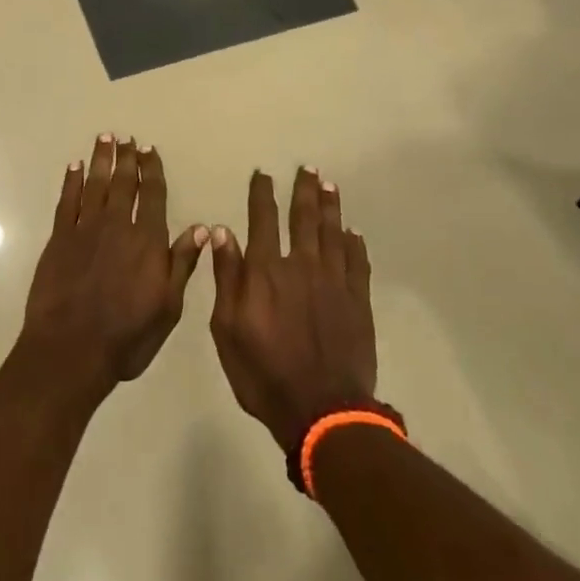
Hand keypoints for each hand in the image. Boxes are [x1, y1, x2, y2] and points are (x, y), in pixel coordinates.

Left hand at [14, 135, 207, 406]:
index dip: (152, 171)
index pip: (153, 196)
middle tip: (127, 137)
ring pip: (96, 184)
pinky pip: (67, 201)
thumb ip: (181, 264)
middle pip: (124, 183)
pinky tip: (75, 167)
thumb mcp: (167, 308)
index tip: (149, 150)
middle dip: (127, 158)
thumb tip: (200, 228)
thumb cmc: (126, 336)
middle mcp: (118, 226)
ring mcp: (85, 229)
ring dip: (101, 159)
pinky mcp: (59, 239)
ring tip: (105, 138)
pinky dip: (71, 181)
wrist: (70, 350)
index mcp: (147, 241)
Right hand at [209, 167, 375, 450]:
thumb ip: (226, 277)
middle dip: (303, 190)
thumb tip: (222, 232)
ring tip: (329, 185)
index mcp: (266, 271)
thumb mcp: (228, 330)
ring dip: (330, 206)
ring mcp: (333, 281)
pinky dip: (354, 243)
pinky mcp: (357, 300)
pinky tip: (352, 232)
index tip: (262, 174)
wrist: (322, 412)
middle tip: (307, 168)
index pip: (262, 220)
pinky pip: (357, 262)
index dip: (262, 194)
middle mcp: (301, 265)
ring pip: (332, 232)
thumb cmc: (264, 374)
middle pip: (303, 218)